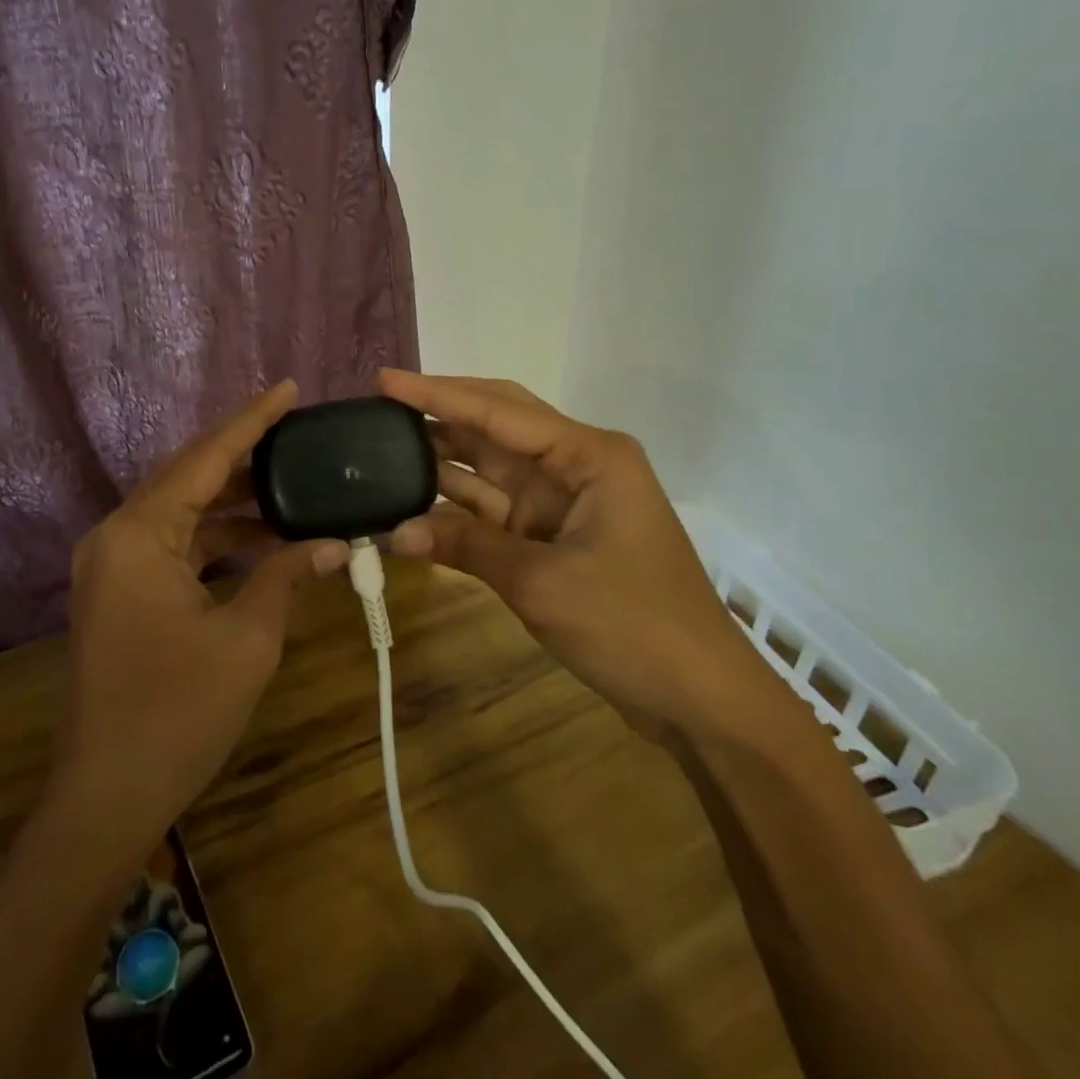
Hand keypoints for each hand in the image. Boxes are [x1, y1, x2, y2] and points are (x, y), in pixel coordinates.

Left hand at [51, 380, 349, 855]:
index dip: (252, 421)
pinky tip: (263, 541)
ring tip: (293, 487)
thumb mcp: (246, 640)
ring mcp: (113, 565)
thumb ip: (287, 577)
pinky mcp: (120, 592)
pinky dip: (217, 540)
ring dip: (234, 504)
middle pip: (189, 477)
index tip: (290, 389)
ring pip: (183, 513)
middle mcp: (117, 535)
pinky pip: (174, 545)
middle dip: (245, 457)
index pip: (205, 458)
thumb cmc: (178, 713)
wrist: (107, 796)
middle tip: (299, 436)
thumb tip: (337, 544)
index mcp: (139, 533)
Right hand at [378, 370, 793, 746]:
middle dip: (439, 413)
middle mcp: (574, 465)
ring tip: (381, 447)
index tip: (384, 380)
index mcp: (588, 455)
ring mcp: (562, 501)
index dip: (436, 394)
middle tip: (379, 405)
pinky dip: (455, 509)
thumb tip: (396, 531)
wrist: (700, 699)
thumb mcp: (543, 583)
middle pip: (495, 425)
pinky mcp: (552, 536)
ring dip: (441, 461)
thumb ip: (467, 546)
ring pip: (489, 467)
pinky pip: (493, 509)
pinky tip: (411, 503)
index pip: (498, 411)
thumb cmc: (634, 627)